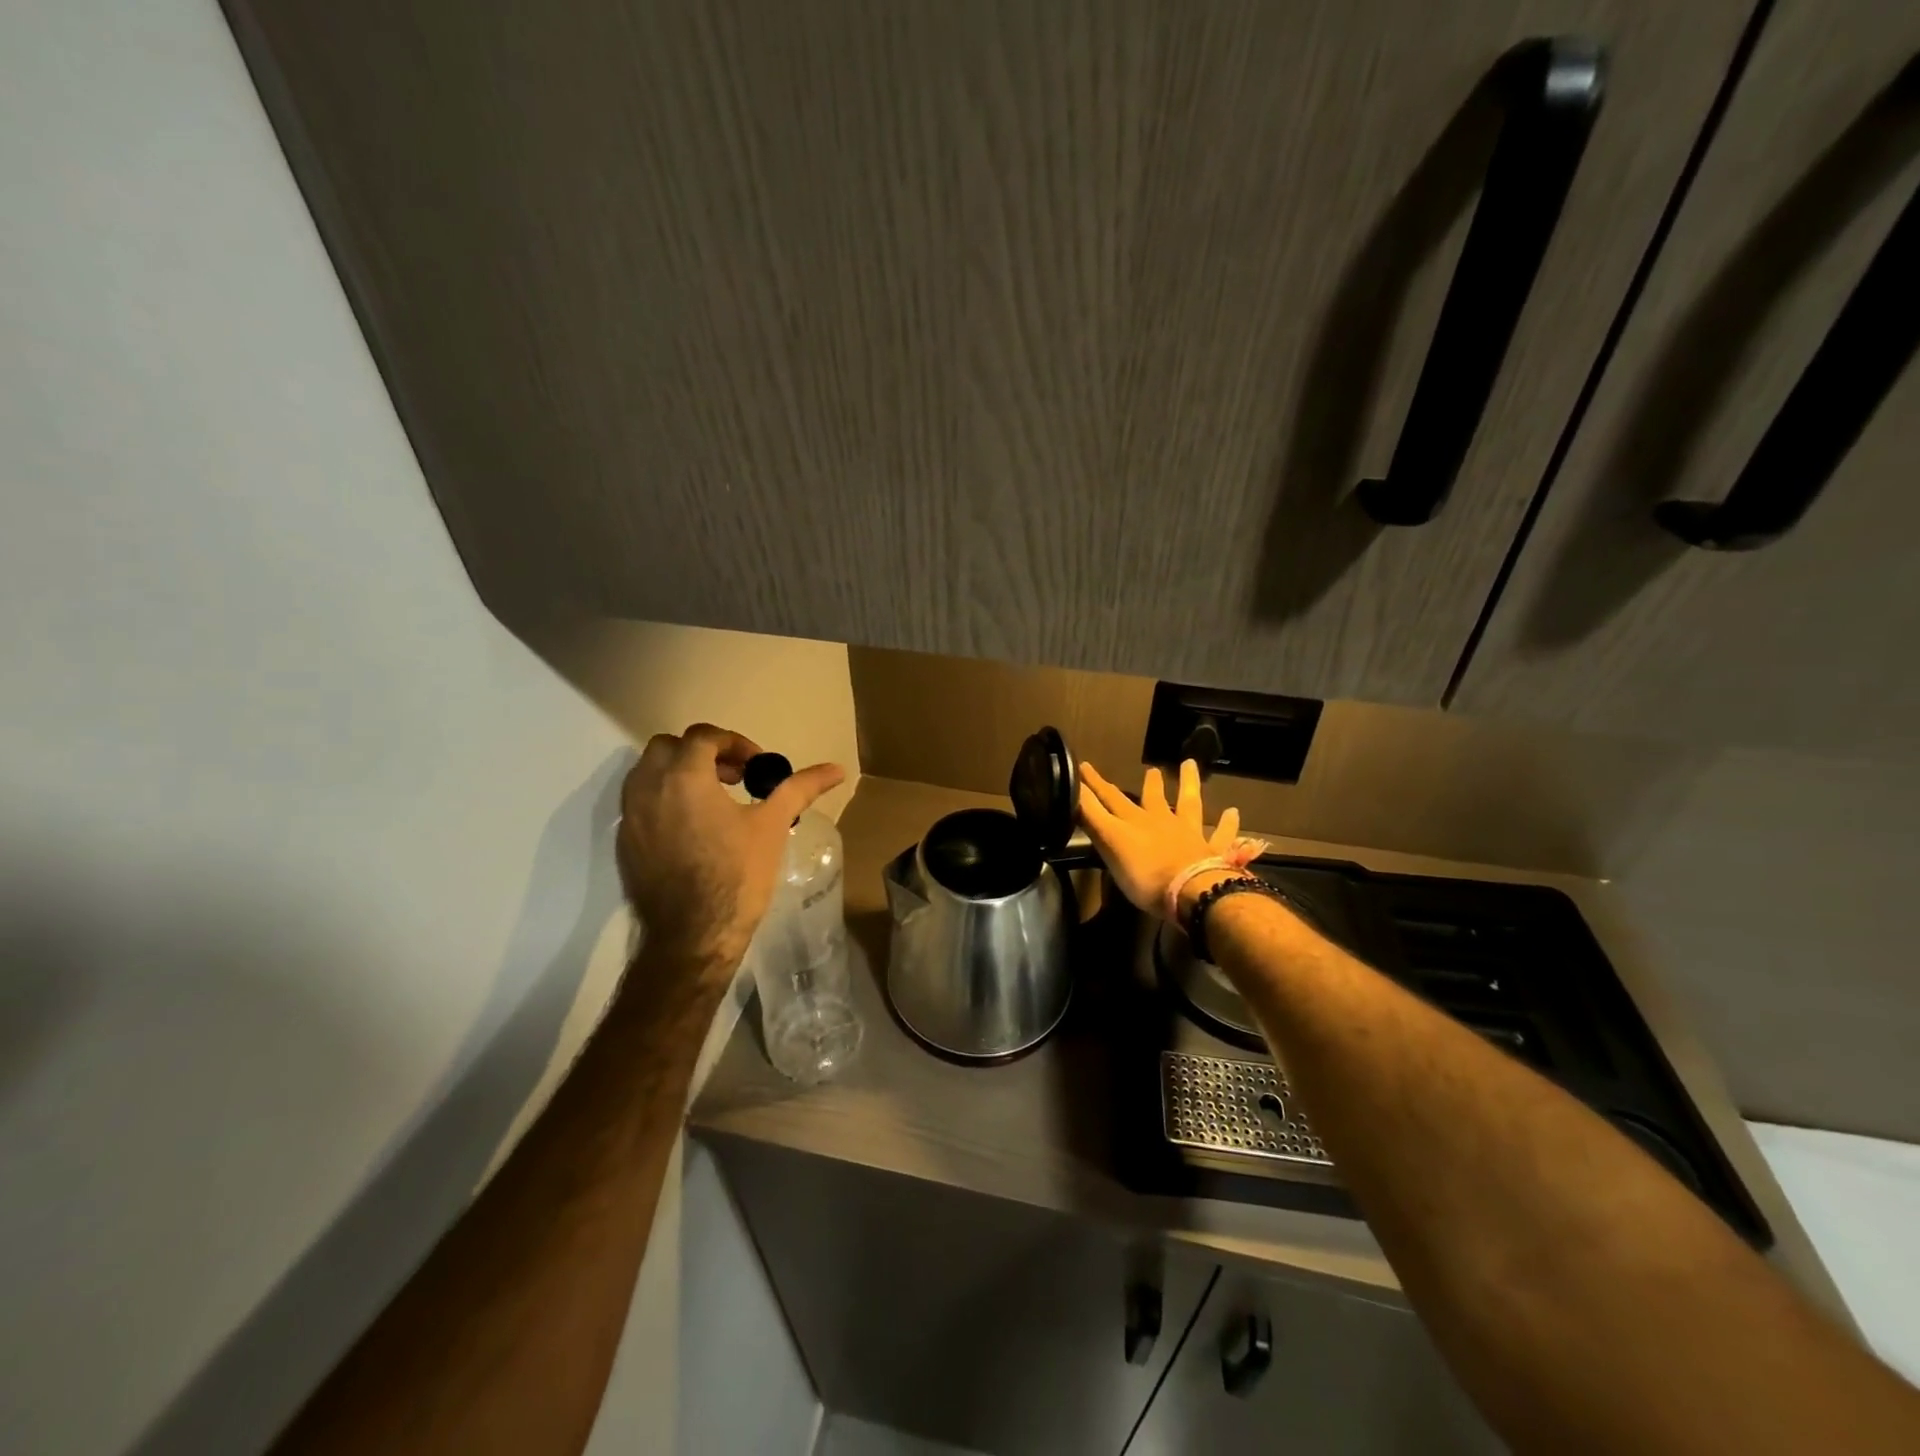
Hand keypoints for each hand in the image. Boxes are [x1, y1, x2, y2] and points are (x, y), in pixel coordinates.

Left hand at [617, 723, 845, 970]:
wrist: (693, 935)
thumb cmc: (737, 874)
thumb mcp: (772, 825)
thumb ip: (800, 789)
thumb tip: (837, 769)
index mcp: (684, 776)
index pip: (703, 736)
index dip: (734, 743)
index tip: (756, 766)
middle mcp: (648, 788)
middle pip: (668, 747)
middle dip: (702, 753)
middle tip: (733, 777)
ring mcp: (631, 817)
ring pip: (647, 774)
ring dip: (679, 774)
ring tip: (713, 800)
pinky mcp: (625, 843)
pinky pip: (640, 804)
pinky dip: (664, 801)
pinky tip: (693, 829)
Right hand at [1077, 759, 1244, 919]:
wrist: (1190, 891)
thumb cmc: (1144, 874)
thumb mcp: (1109, 844)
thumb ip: (1092, 818)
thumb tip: (1073, 791)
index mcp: (1133, 823)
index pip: (1109, 798)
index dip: (1095, 783)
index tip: (1084, 765)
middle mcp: (1160, 822)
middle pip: (1151, 798)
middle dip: (1146, 783)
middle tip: (1150, 769)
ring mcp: (1188, 834)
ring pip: (1188, 803)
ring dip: (1188, 784)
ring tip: (1189, 765)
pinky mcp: (1211, 851)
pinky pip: (1220, 835)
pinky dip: (1226, 824)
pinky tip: (1232, 812)